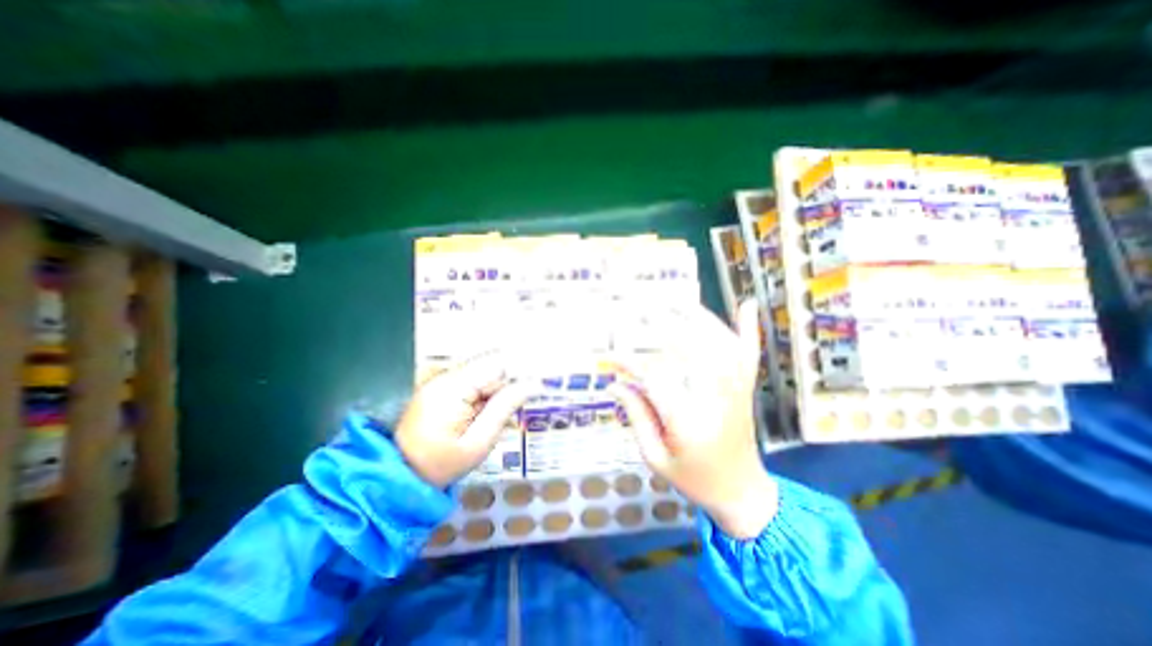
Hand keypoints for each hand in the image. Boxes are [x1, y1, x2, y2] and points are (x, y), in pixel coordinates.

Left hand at [397, 357, 530, 485]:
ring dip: (501, 386)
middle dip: (512, 379)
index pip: (496, 361)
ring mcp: (441, 380)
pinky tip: (491, 411)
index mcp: (452, 387)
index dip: (521, 367)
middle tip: (530, 398)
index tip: (540, 381)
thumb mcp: (478, 442)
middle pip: (491, 364)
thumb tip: (533, 384)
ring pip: (485, 371)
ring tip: (508, 410)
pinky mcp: (441, 387)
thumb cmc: (440, 466)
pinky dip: (489, 392)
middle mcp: (445, 376)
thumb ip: (504, 408)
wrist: (398, 477)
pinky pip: (474, 381)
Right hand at [606, 302, 778, 540]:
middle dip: (661, 324)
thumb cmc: (694, 478)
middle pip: (689, 349)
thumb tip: (615, 383)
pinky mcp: (746, 387)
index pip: (654, 377)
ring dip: (697, 316)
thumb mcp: (655, 457)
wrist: (742, 492)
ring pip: (718, 342)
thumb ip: (636, 416)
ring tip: (673, 299)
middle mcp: (714, 397)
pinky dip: (748, 327)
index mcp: (688, 420)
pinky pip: (749, 353)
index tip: (609, 357)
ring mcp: (735, 389)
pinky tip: (747, 304)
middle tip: (638, 307)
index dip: (629, 363)